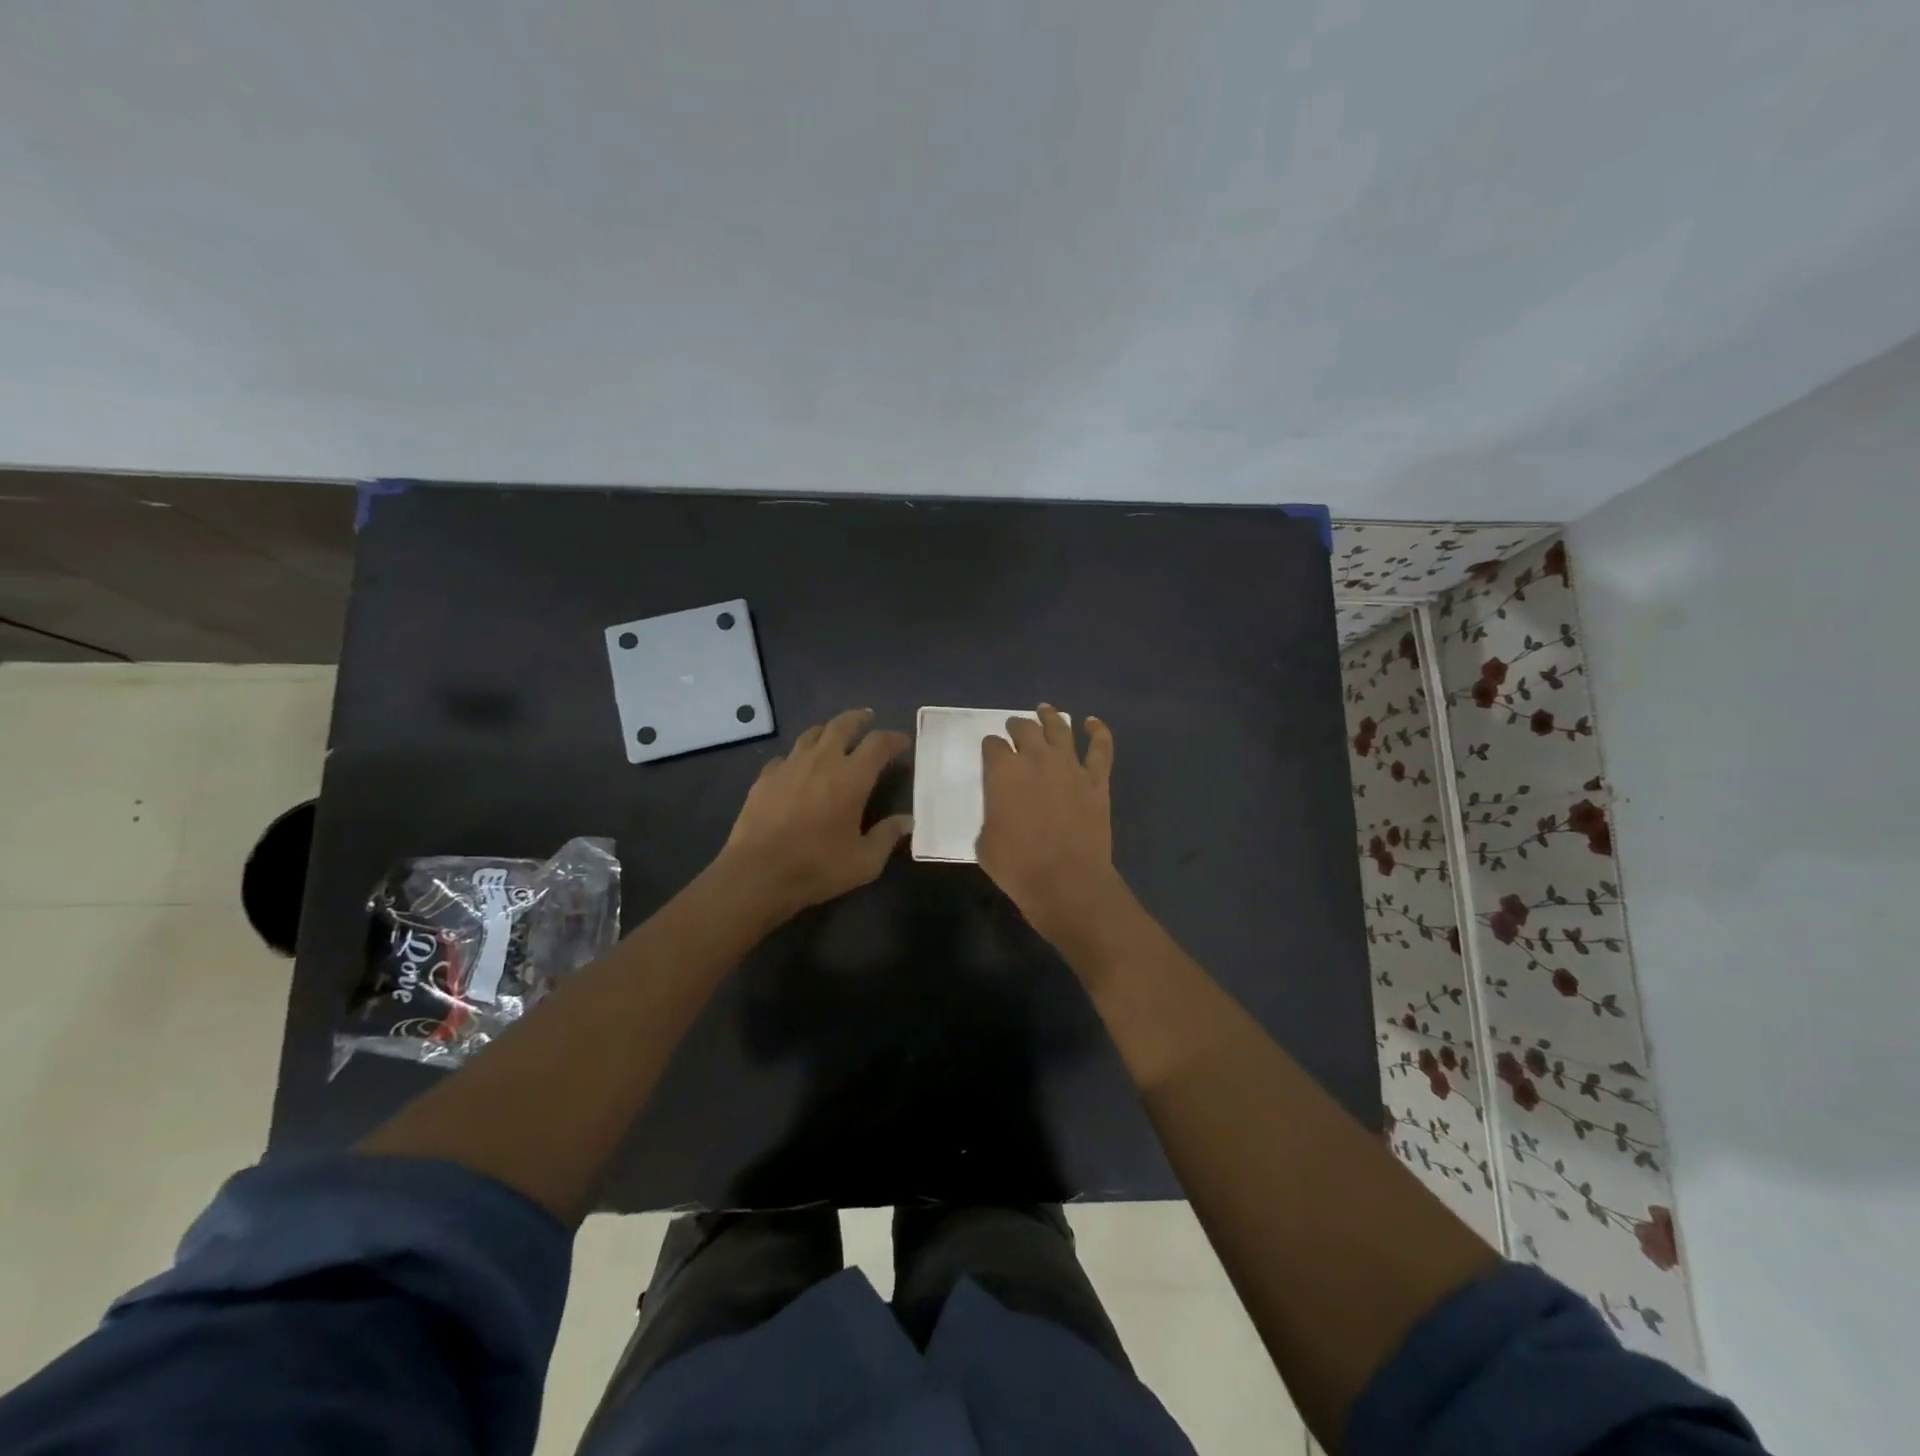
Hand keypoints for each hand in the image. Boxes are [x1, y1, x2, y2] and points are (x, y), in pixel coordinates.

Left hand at [713, 708, 912, 921]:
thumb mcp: (864, 861)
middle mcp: (822, 760)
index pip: (879, 743)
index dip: (894, 738)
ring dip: (828, 731)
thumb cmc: (817, 866)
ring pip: (812, 734)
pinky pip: (786, 756)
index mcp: (852, 777)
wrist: (757, 873)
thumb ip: (887, 836)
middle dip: (858, 719)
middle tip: (867, 719)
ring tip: (834, 737)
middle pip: (842, 724)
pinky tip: (798, 768)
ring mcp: (790, 765)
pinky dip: (798, 757)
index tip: (903, 742)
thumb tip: (907, 821)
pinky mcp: (765, 777)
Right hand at [977, 704, 1122, 944]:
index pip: (993, 746)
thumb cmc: (1018, 866)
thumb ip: (992, 816)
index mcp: (1003, 772)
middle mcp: (1036, 759)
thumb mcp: (985, 842)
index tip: (990, 750)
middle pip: (1025, 729)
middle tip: (1014, 727)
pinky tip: (1092, 723)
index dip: (990, 746)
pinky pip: (1100, 748)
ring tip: (1045, 710)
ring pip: (1060, 729)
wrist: (1066, 881)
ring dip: (1050, 717)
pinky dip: (1098, 731)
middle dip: (1016, 726)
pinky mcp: (1096, 780)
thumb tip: (1001, 812)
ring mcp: (1070, 766)